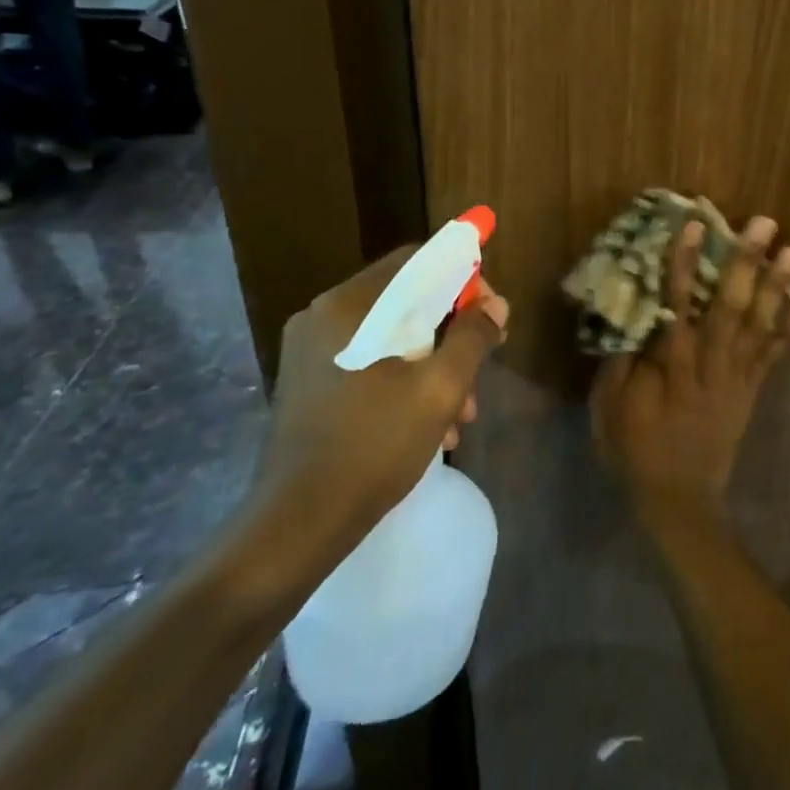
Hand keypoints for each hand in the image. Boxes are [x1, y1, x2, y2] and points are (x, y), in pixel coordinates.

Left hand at [256, 245, 508, 566]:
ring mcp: (311, 351)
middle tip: (483, 363)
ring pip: (392, 334)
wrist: (294, 528)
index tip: (491, 314)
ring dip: (434, 361)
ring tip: (462, 412)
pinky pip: (370, 360)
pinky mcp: (310, 382)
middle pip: (407, 298)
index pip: (418, 260)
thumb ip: (472, 337)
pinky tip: (431, 424)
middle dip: (453, 329)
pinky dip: (405, 378)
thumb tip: (495, 306)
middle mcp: (324, 316)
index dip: (464, 277)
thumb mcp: (439, 390)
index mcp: (349, 306)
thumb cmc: (371, 448)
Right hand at [591, 215, 789, 511]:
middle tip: (763, 224)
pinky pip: (772, 357)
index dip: (684, 263)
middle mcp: (709, 364)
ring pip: (757, 325)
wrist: (678, 500)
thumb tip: (632, 312)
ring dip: (776, 286)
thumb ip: (621, 359)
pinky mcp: (750, 391)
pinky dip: (788, 330)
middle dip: (746, 262)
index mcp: (671, 366)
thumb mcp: (610, 406)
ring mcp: (736, 378)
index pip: (678, 303)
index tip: (693, 225)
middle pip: (729, 306)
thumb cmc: (635, 449)